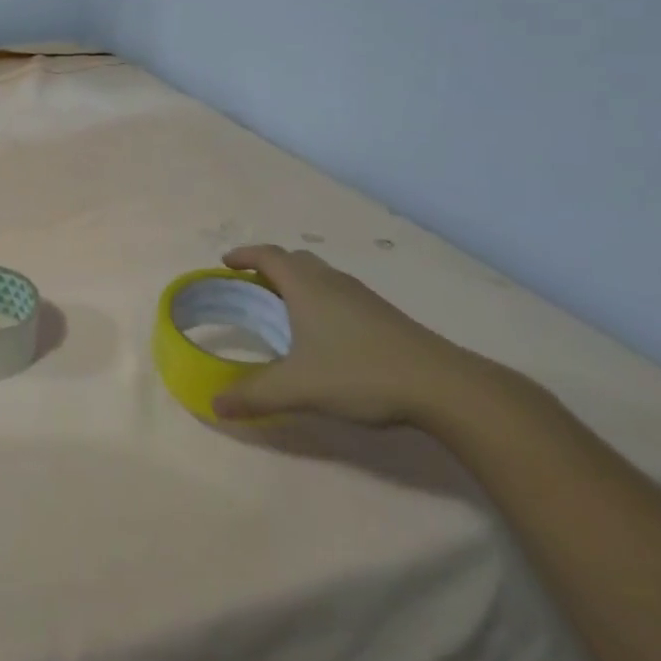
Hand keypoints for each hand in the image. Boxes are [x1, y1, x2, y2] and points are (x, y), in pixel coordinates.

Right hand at [211, 245, 500, 426]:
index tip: (225, 263)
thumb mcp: (298, 388)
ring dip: (297, 284)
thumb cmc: (360, 373)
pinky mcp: (385, 317)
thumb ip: (254, 395)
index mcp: (306, 286)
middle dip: (269, 268)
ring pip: (321, 277)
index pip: (268, 255)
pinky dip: (320, 301)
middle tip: (251, 288)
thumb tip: (215, 404)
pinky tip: (324, 334)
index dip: (244, 255)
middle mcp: (333, 282)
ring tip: (283, 311)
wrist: (445, 387)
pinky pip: (340, 295)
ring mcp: (363, 298)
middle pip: (295, 260)